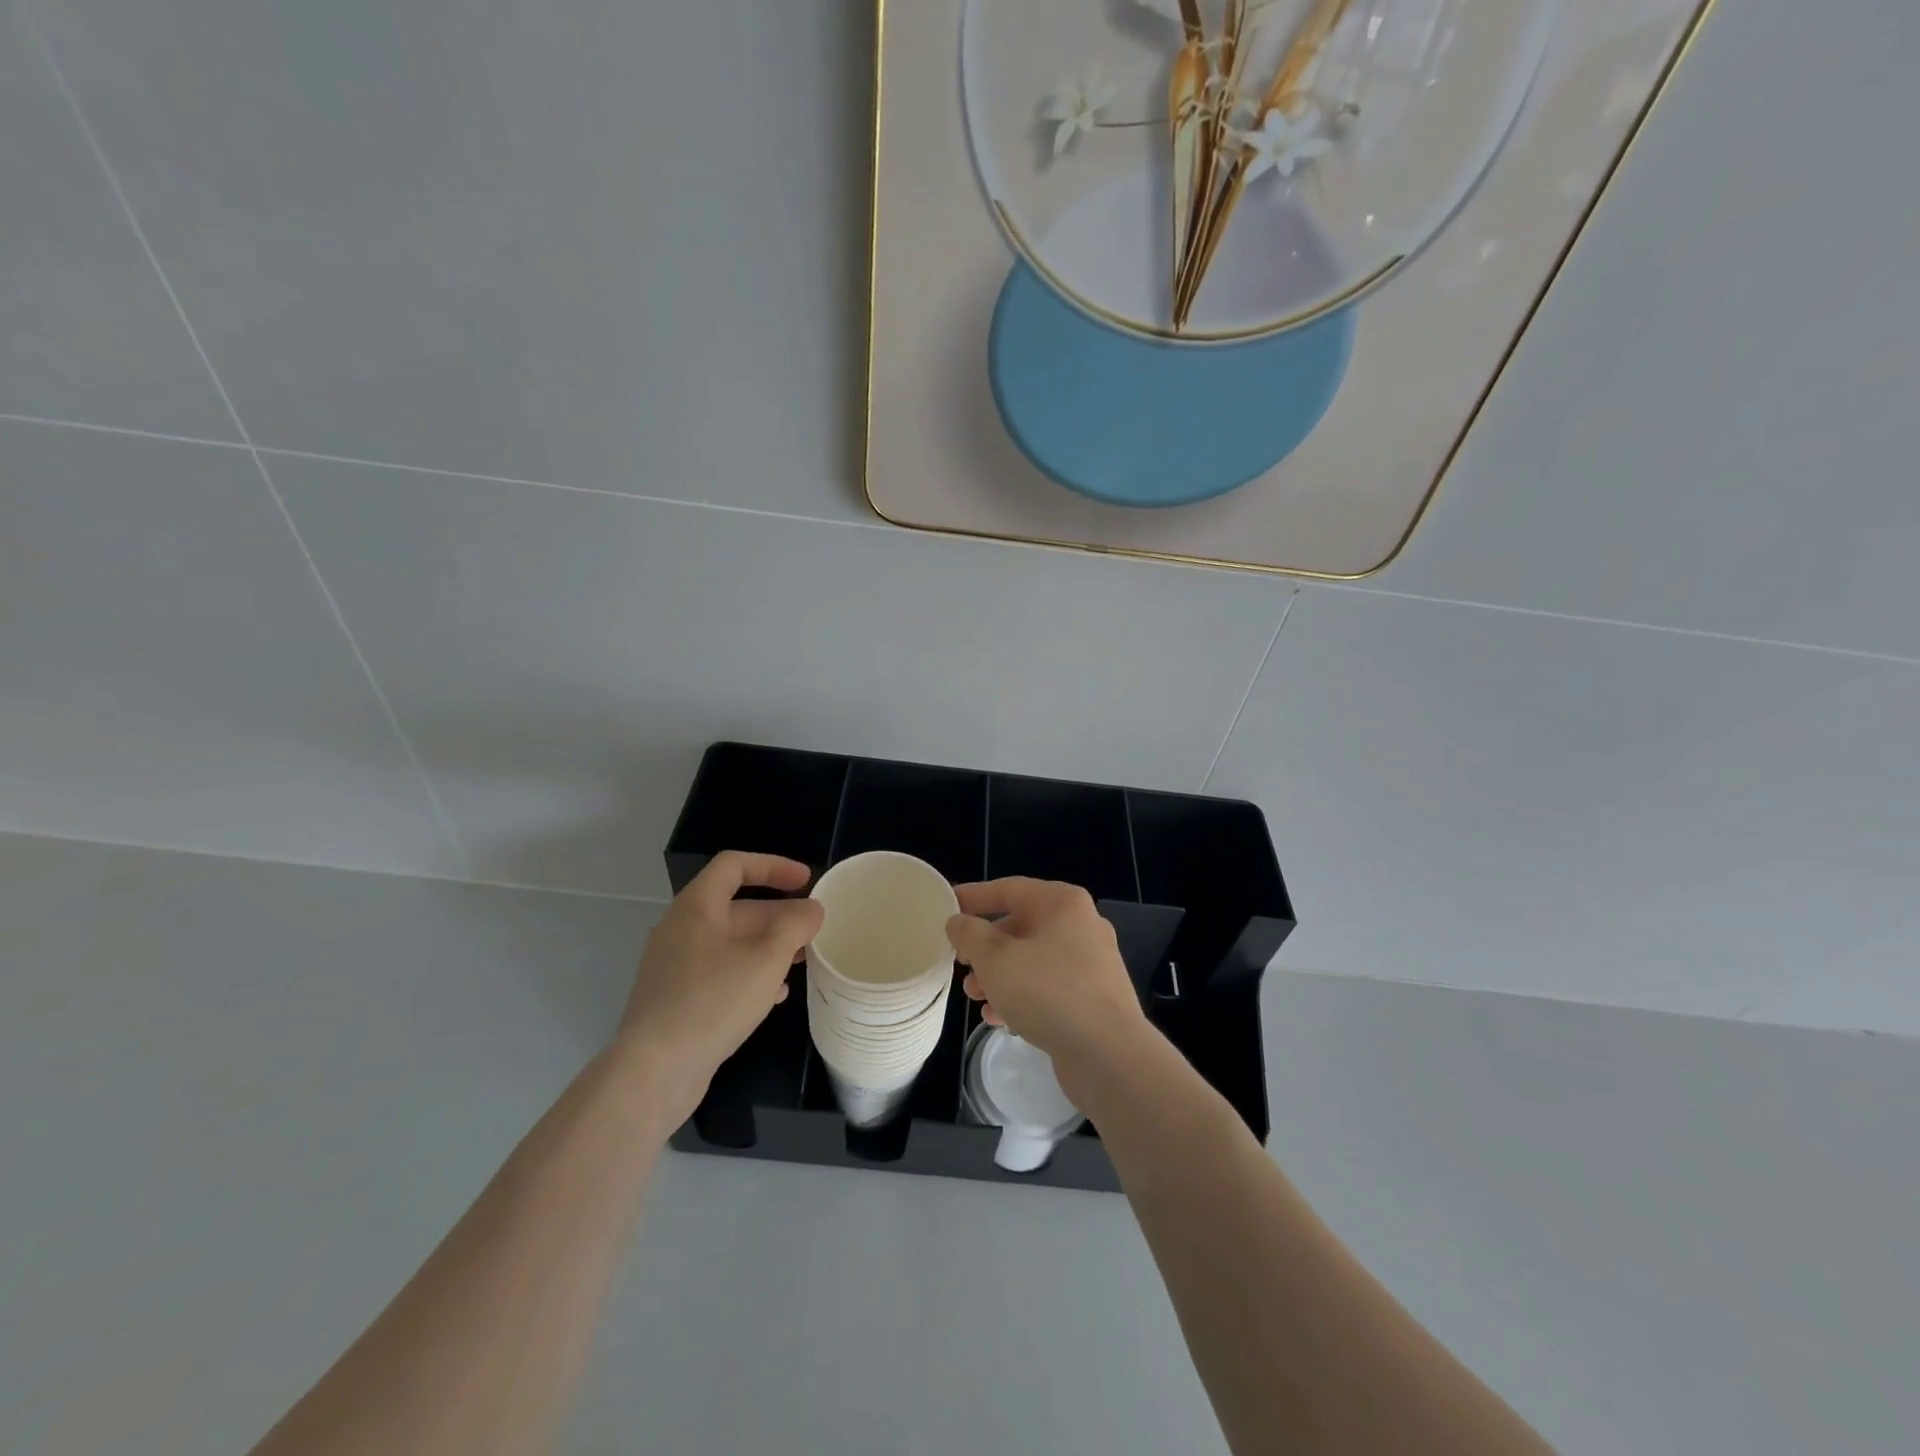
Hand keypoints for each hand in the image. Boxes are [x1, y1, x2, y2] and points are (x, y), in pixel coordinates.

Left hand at [617, 852, 823, 1125]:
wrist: (654, 1072)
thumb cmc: (713, 1002)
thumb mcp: (766, 959)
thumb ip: (795, 926)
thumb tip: (812, 908)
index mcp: (697, 907)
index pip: (735, 865)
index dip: (773, 866)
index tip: (806, 881)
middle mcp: (682, 929)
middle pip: (737, 906)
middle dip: (779, 914)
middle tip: (813, 929)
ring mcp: (677, 965)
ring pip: (732, 942)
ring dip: (769, 946)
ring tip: (801, 961)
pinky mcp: (678, 998)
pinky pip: (721, 971)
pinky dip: (751, 973)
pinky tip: (774, 996)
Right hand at [945, 878, 1149, 1104]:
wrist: (1108, 1054)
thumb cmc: (1047, 992)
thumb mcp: (995, 959)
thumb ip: (970, 934)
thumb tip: (958, 921)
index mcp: (1062, 903)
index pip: (1009, 889)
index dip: (974, 896)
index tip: (946, 906)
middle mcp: (1081, 925)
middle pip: (1020, 927)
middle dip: (985, 948)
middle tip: (960, 965)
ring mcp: (1091, 963)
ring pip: (1033, 960)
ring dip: (999, 976)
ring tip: (975, 997)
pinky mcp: (1093, 998)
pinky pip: (1049, 987)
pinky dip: (1022, 997)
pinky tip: (999, 1019)